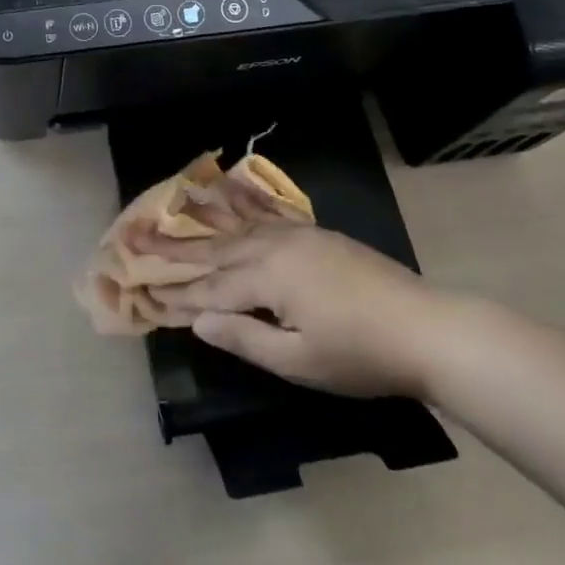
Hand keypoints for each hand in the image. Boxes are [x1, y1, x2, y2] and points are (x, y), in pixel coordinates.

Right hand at [155, 225, 459, 398]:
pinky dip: (241, 210)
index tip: (144, 291)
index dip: (178, 294)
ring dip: (204, 225)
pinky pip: (267, 217)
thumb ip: (245, 339)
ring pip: (239, 228)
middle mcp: (276, 245)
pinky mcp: (317, 234)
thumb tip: (198, 321)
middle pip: (217, 248)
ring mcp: (299, 235)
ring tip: (173, 210)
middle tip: (136, 237)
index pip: (211, 288)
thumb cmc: (360, 354)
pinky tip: (231, 202)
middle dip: (176, 248)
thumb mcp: (299, 361)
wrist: (428, 328)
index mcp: (268, 276)